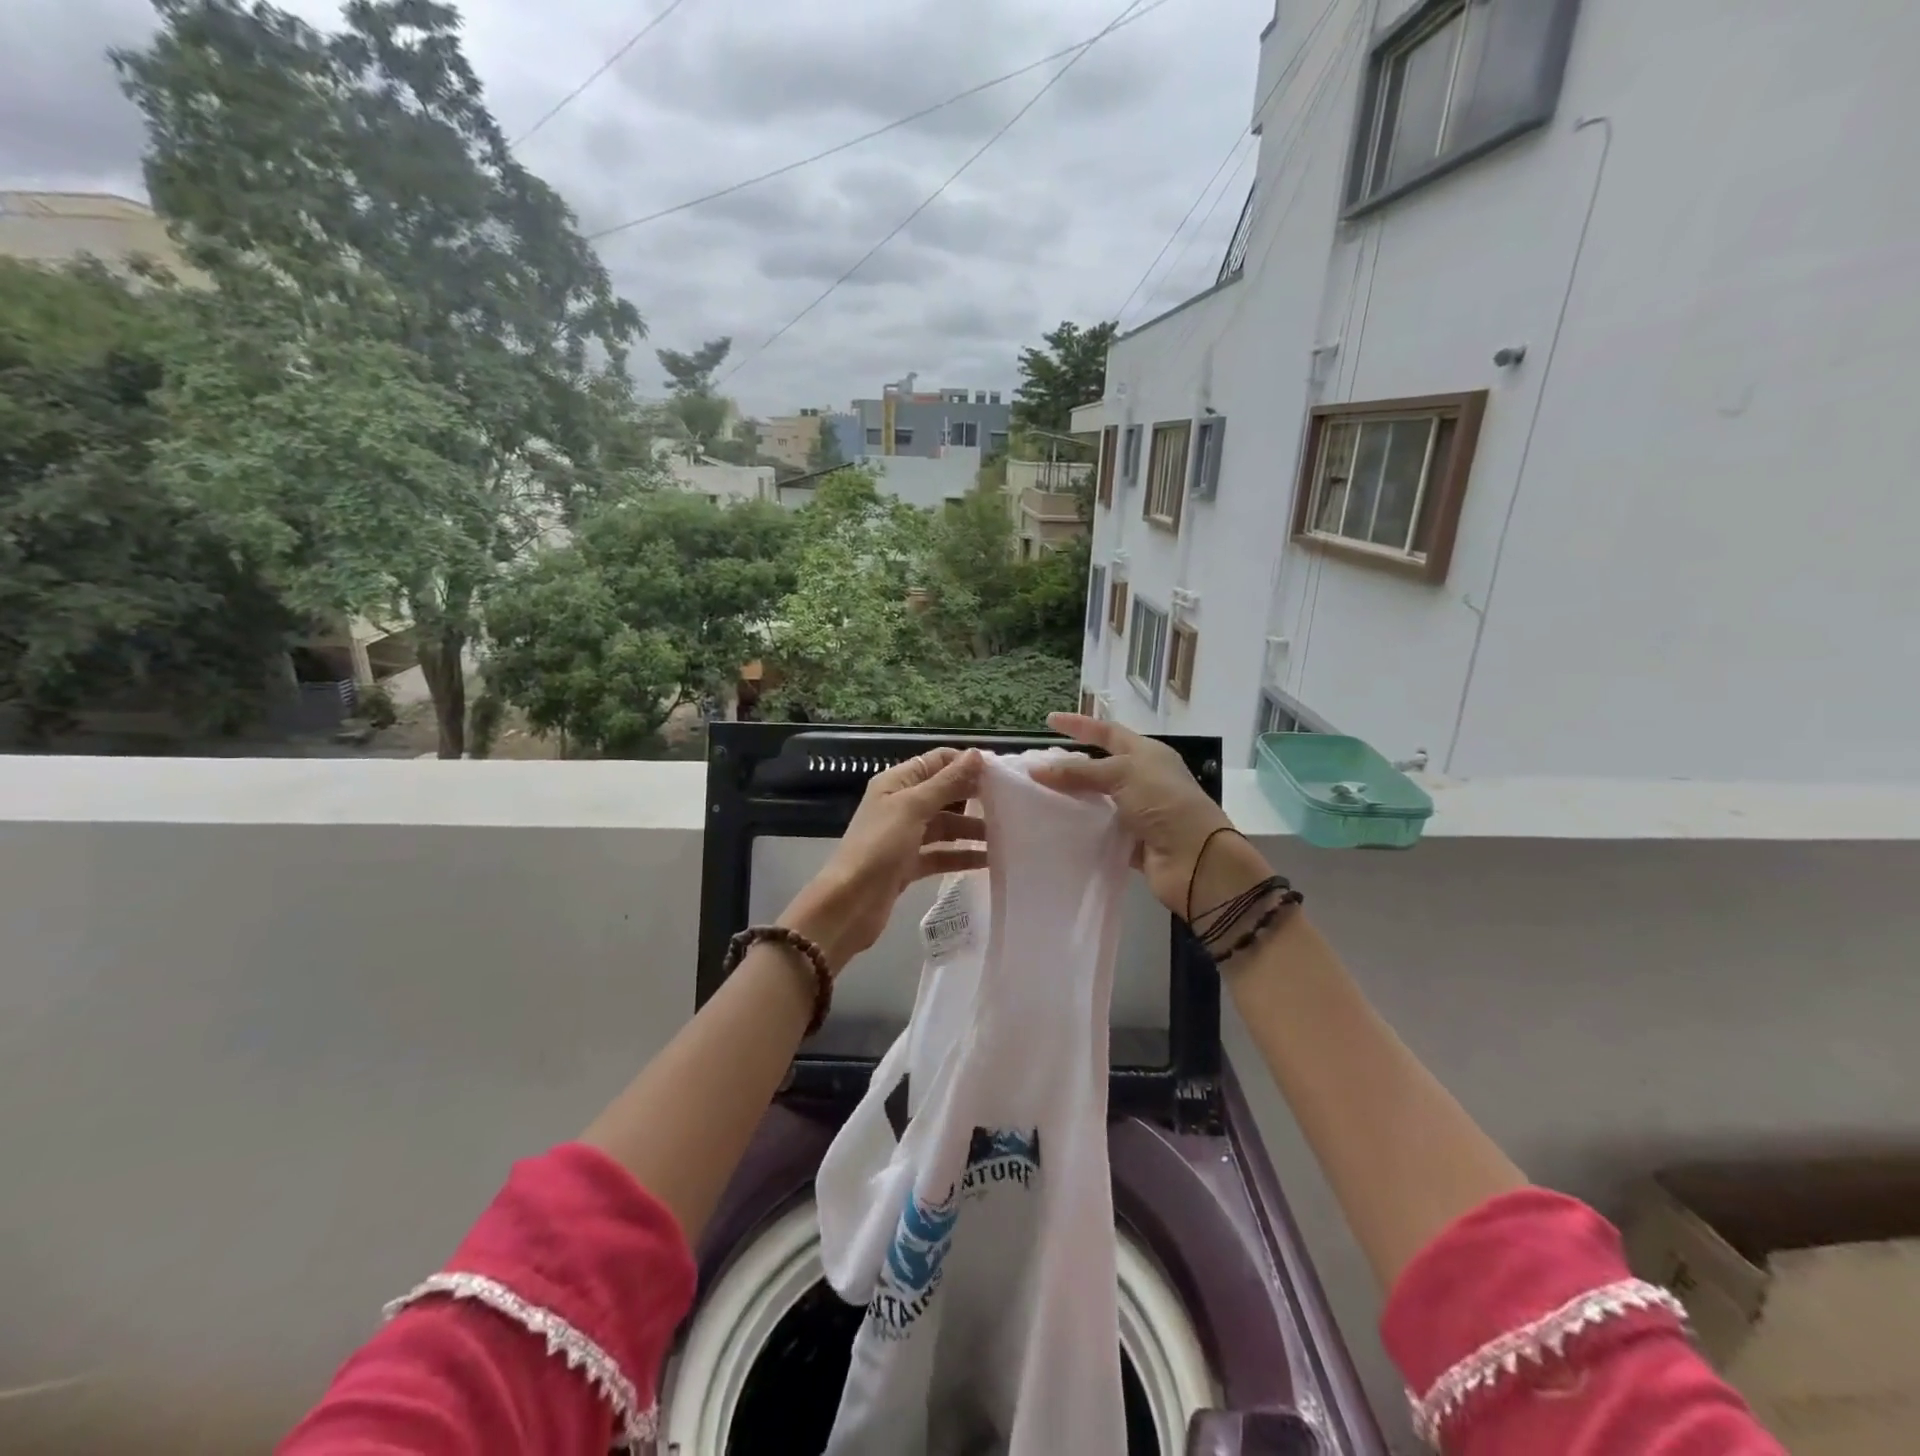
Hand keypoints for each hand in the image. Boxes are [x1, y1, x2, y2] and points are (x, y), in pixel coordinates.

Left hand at [781, 747, 987, 971]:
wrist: (850, 904)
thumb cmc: (879, 847)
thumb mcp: (914, 808)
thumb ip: (946, 783)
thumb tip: (976, 754)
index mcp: (896, 783)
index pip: (937, 762)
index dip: (966, 764)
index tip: (1001, 773)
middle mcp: (900, 805)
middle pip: (944, 793)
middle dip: (974, 797)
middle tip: (1011, 803)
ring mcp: (905, 836)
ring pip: (945, 826)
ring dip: (972, 829)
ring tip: (1006, 835)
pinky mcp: (909, 865)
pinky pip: (941, 854)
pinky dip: (962, 855)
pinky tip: (988, 861)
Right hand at [1031, 713, 1264, 918]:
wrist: (1195, 859)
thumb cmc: (1164, 803)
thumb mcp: (1122, 774)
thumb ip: (1078, 771)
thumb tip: (1036, 769)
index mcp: (1146, 754)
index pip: (1106, 732)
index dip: (1079, 725)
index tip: (1049, 721)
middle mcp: (1143, 779)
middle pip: (1099, 767)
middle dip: (1070, 766)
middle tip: (1036, 767)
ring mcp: (1138, 811)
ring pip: (1097, 800)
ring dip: (1072, 799)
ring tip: (1037, 797)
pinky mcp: (1131, 842)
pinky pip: (1099, 830)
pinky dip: (1081, 829)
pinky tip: (1055, 828)